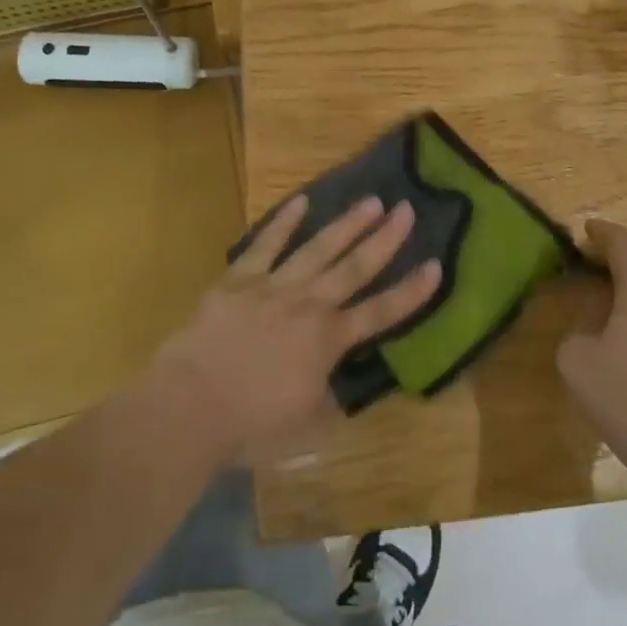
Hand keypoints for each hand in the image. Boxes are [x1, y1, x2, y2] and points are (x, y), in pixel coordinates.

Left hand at [150, 194, 440, 464]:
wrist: (190, 405)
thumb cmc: (250, 425)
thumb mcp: (304, 424)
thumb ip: (328, 397)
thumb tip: (340, 383)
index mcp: (328, 341)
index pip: (381, 313)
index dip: (411, 291)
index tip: (436, 265)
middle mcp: (308, 305)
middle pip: (354, 267)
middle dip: (384, 239)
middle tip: (406, 209)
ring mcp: (273, 287)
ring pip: (317, 248)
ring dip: (346, 224)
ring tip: (371, 200)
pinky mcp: (239, 280)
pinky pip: (265, 245)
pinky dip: (283, 223)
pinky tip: (301, 201)